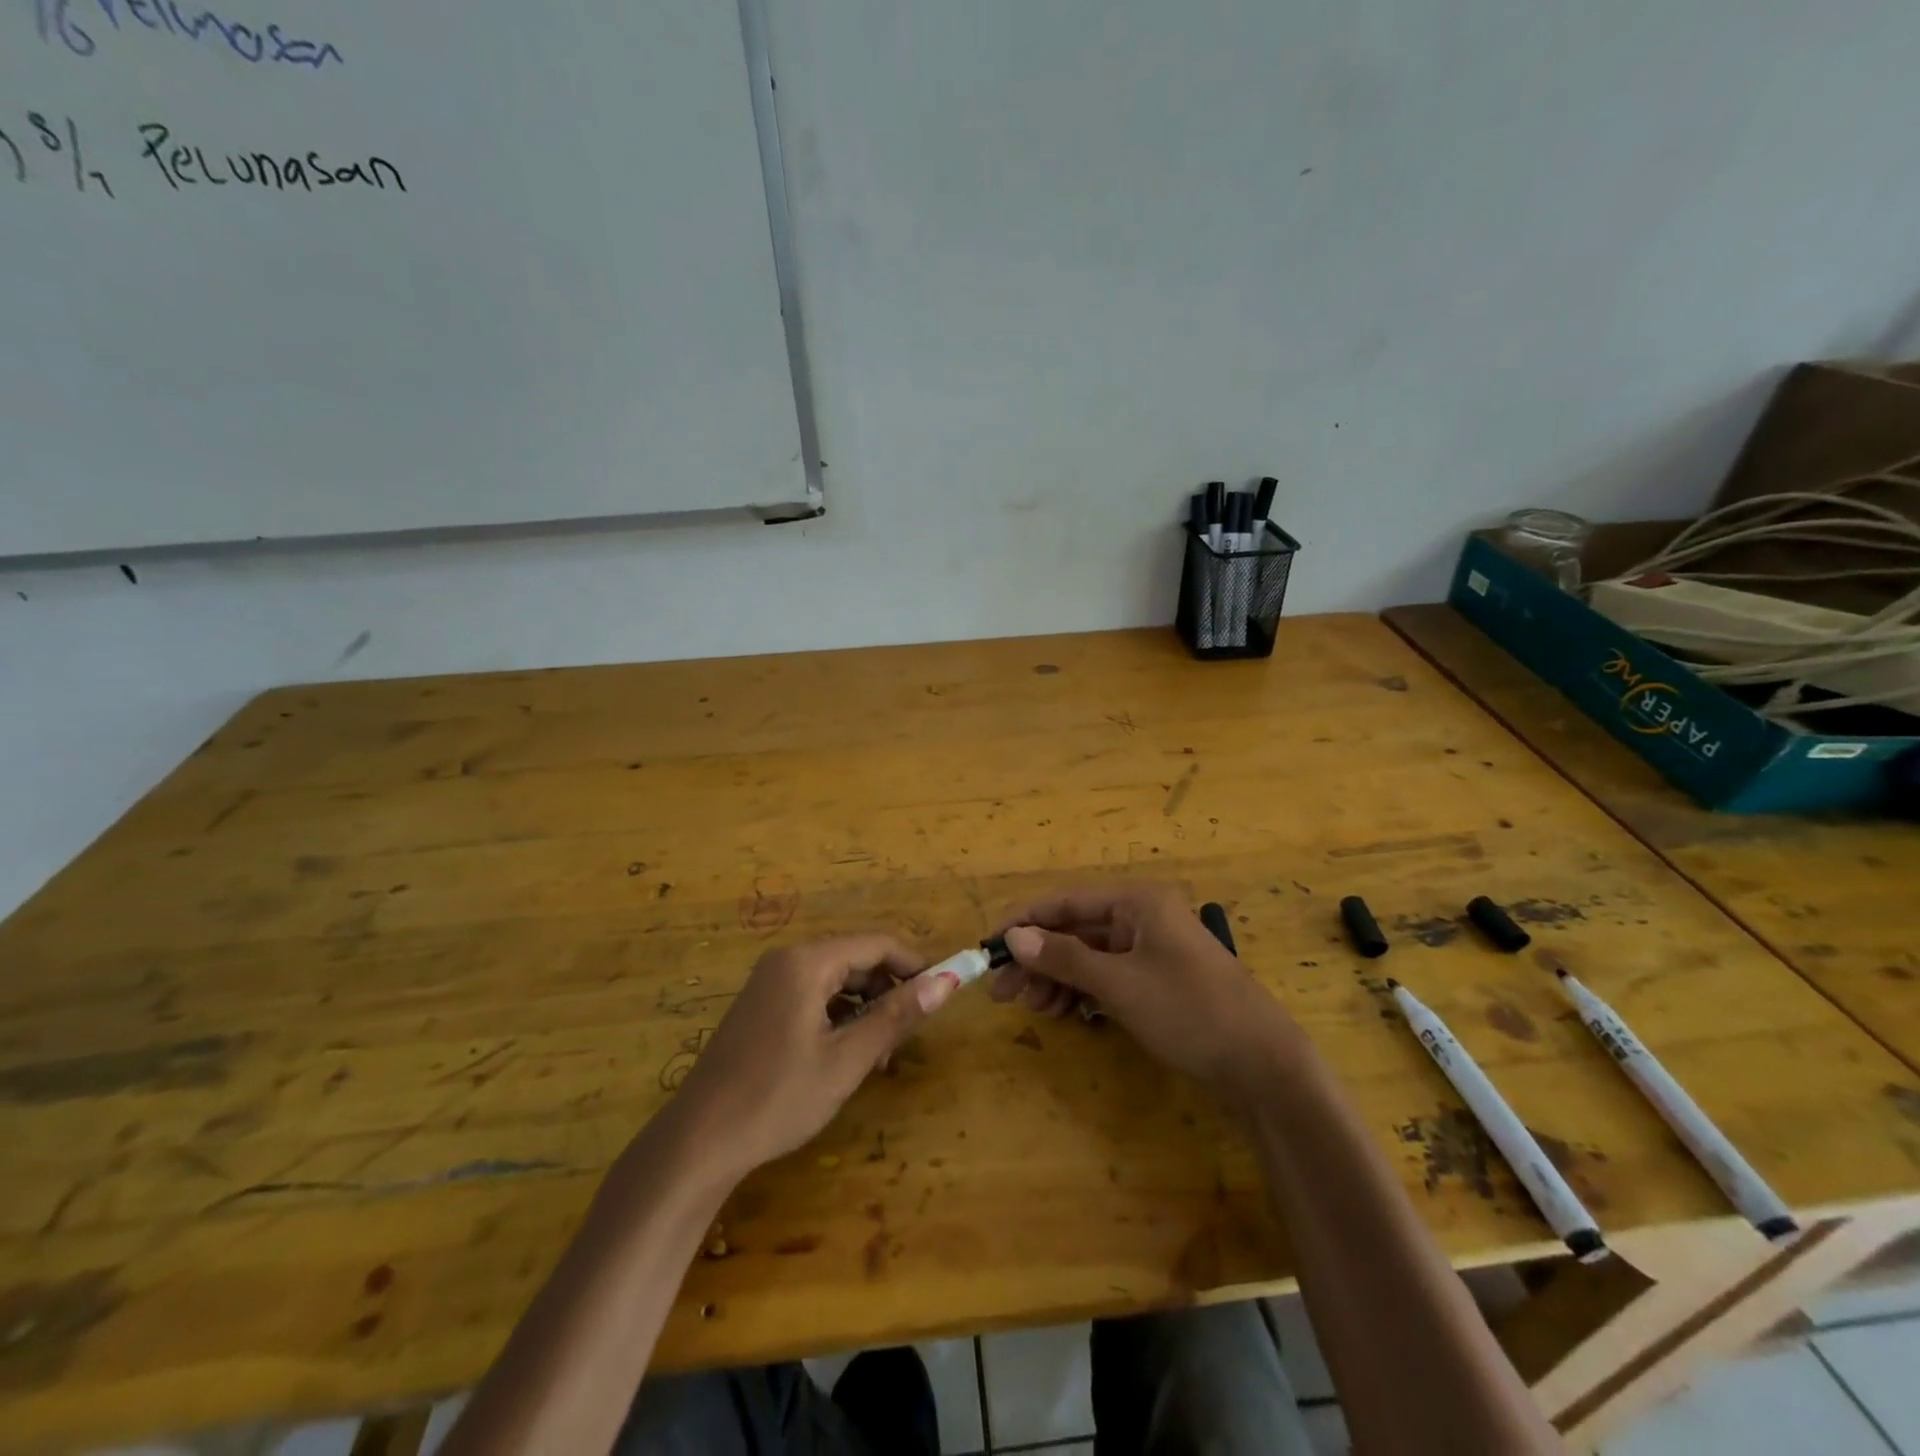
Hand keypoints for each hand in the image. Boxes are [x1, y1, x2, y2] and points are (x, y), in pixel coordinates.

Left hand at [668, 935, 955, 1177]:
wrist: (697, 1142)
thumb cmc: (777, 1098)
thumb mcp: (847, 1060)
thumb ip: (896, 1017)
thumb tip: (946, 982)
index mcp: (807, 962)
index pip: (877, 944)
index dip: (915, 965)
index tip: (942, 994)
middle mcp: (787, 960)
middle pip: (856, 959)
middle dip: (888, 993)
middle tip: (906, 1039)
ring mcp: (770, 982)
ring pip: (836, 980)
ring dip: (865, 1009)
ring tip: (877, 1057)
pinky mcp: (761, 1005)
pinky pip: (814, 995)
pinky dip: (838, 1017)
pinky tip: (845, 1056)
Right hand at [991, 882, 1301, 1094]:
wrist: (1262, 1064)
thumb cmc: (1188, 1010)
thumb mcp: (1119, 983)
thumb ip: (1064, 957)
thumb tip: (1013, 937)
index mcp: (1137, 901)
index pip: (1065, 901)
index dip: (1024, 922)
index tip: (988, 947)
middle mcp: (1142, 916)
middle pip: (1075, 930)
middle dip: (1039, 959)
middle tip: (1004, 992)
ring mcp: (1152, 948)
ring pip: (1089, 956)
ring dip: (1058, 979)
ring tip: (1034, 1008)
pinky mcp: (1158, 979)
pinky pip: (1108, 976)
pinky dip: (1084, 992)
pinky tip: (1065, 1013)